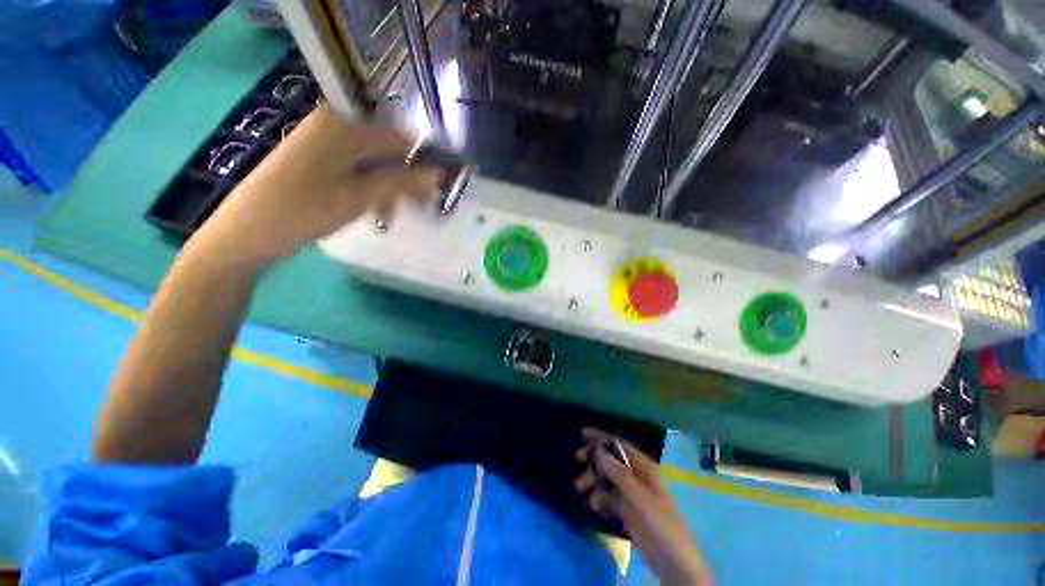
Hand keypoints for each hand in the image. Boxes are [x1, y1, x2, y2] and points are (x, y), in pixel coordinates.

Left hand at [189, 103, 441, 270]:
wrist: (246, 232)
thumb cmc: (306, 211)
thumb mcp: (362, 196)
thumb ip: (403, 182)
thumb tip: (439, 175)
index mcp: (342, 124)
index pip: (399, 138)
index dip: (421, 165)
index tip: (434, 192)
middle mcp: (331, 123)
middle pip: (384, 149)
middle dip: (402, 179)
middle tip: (414, 209)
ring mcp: (319, 139)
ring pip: (370, 160)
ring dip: (385, 187)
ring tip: (386, 216)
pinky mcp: (312, 156)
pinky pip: (352, 166)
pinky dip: (366, 186)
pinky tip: (368, 207)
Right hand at [576, 428, 712, 585]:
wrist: (674, 564)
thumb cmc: (661, 524)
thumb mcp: (640, 498)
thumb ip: (619, 474)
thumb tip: (599, 452)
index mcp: (644, 468)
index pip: (619, 445)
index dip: (602, 437)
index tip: (582, 433)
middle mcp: (636, 476)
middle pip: (611, 461)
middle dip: (594, 459)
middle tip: (577, 458)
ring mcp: (631, 494)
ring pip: (607, 479)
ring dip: (593, 480)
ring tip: (580, 488)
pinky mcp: (627, 511)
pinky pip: (609, 498)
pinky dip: (599, 498)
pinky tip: (594, 506)